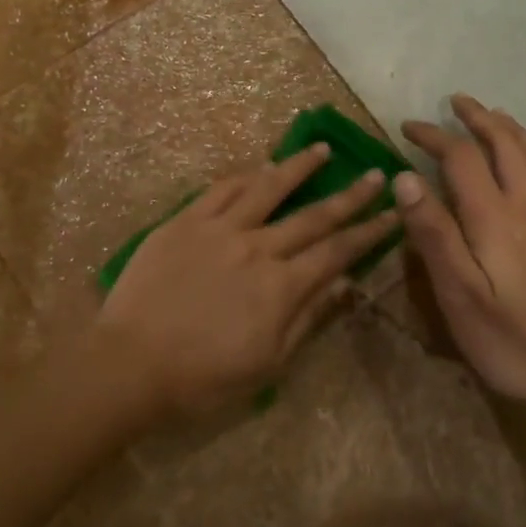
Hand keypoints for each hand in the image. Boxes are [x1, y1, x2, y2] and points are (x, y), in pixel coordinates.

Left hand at [99, 145, 399, 415]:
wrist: (131, 362)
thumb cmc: (203, 377)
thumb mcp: (267, 363)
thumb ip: (307, 318)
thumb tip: (344, 283)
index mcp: (281, 286)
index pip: (337, 251)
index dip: (369, 232)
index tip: (394, 214)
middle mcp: (257, 247)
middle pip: (313, 215)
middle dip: (350, 196)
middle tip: (375, 174)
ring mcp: (219, 229)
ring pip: (267, 187)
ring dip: (298, 167)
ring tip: (321, 149)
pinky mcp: (185, 221)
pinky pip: (221, 188)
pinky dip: (246, 174)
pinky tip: (260, 164)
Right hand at [395, 95, 525, 421]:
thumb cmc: (514, 340)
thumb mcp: (458, 294)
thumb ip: (433, 233)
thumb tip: (405, 178)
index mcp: (495, 216)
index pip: (461, 156)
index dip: (433, 135)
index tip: (407, 127)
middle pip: (506, 143)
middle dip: (477, 118)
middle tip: (455, 101)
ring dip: (510, 127)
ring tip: (492, 116)